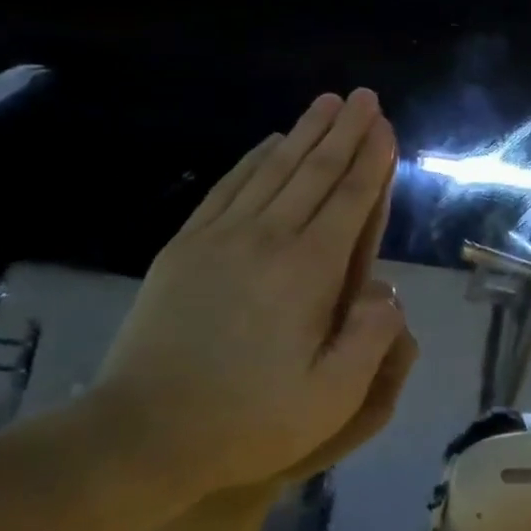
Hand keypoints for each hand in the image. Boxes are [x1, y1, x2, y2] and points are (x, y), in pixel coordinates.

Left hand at [92, 90, 413, 496]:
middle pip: (314, 172)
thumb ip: (372, 338)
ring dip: (305, 133)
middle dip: (345, 131)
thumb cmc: (248, 420)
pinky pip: (228, 187)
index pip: (350, 202)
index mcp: (308, 273)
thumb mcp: (331, 399)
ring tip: (327, 102)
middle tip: (365, 96)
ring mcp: (221, 238)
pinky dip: (254, 158)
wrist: (141, 433)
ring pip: (273, 170)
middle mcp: (268, 240)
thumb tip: (389, 289)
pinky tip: (269, 142)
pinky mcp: (186, 246)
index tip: (386, 127)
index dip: (373, 162)